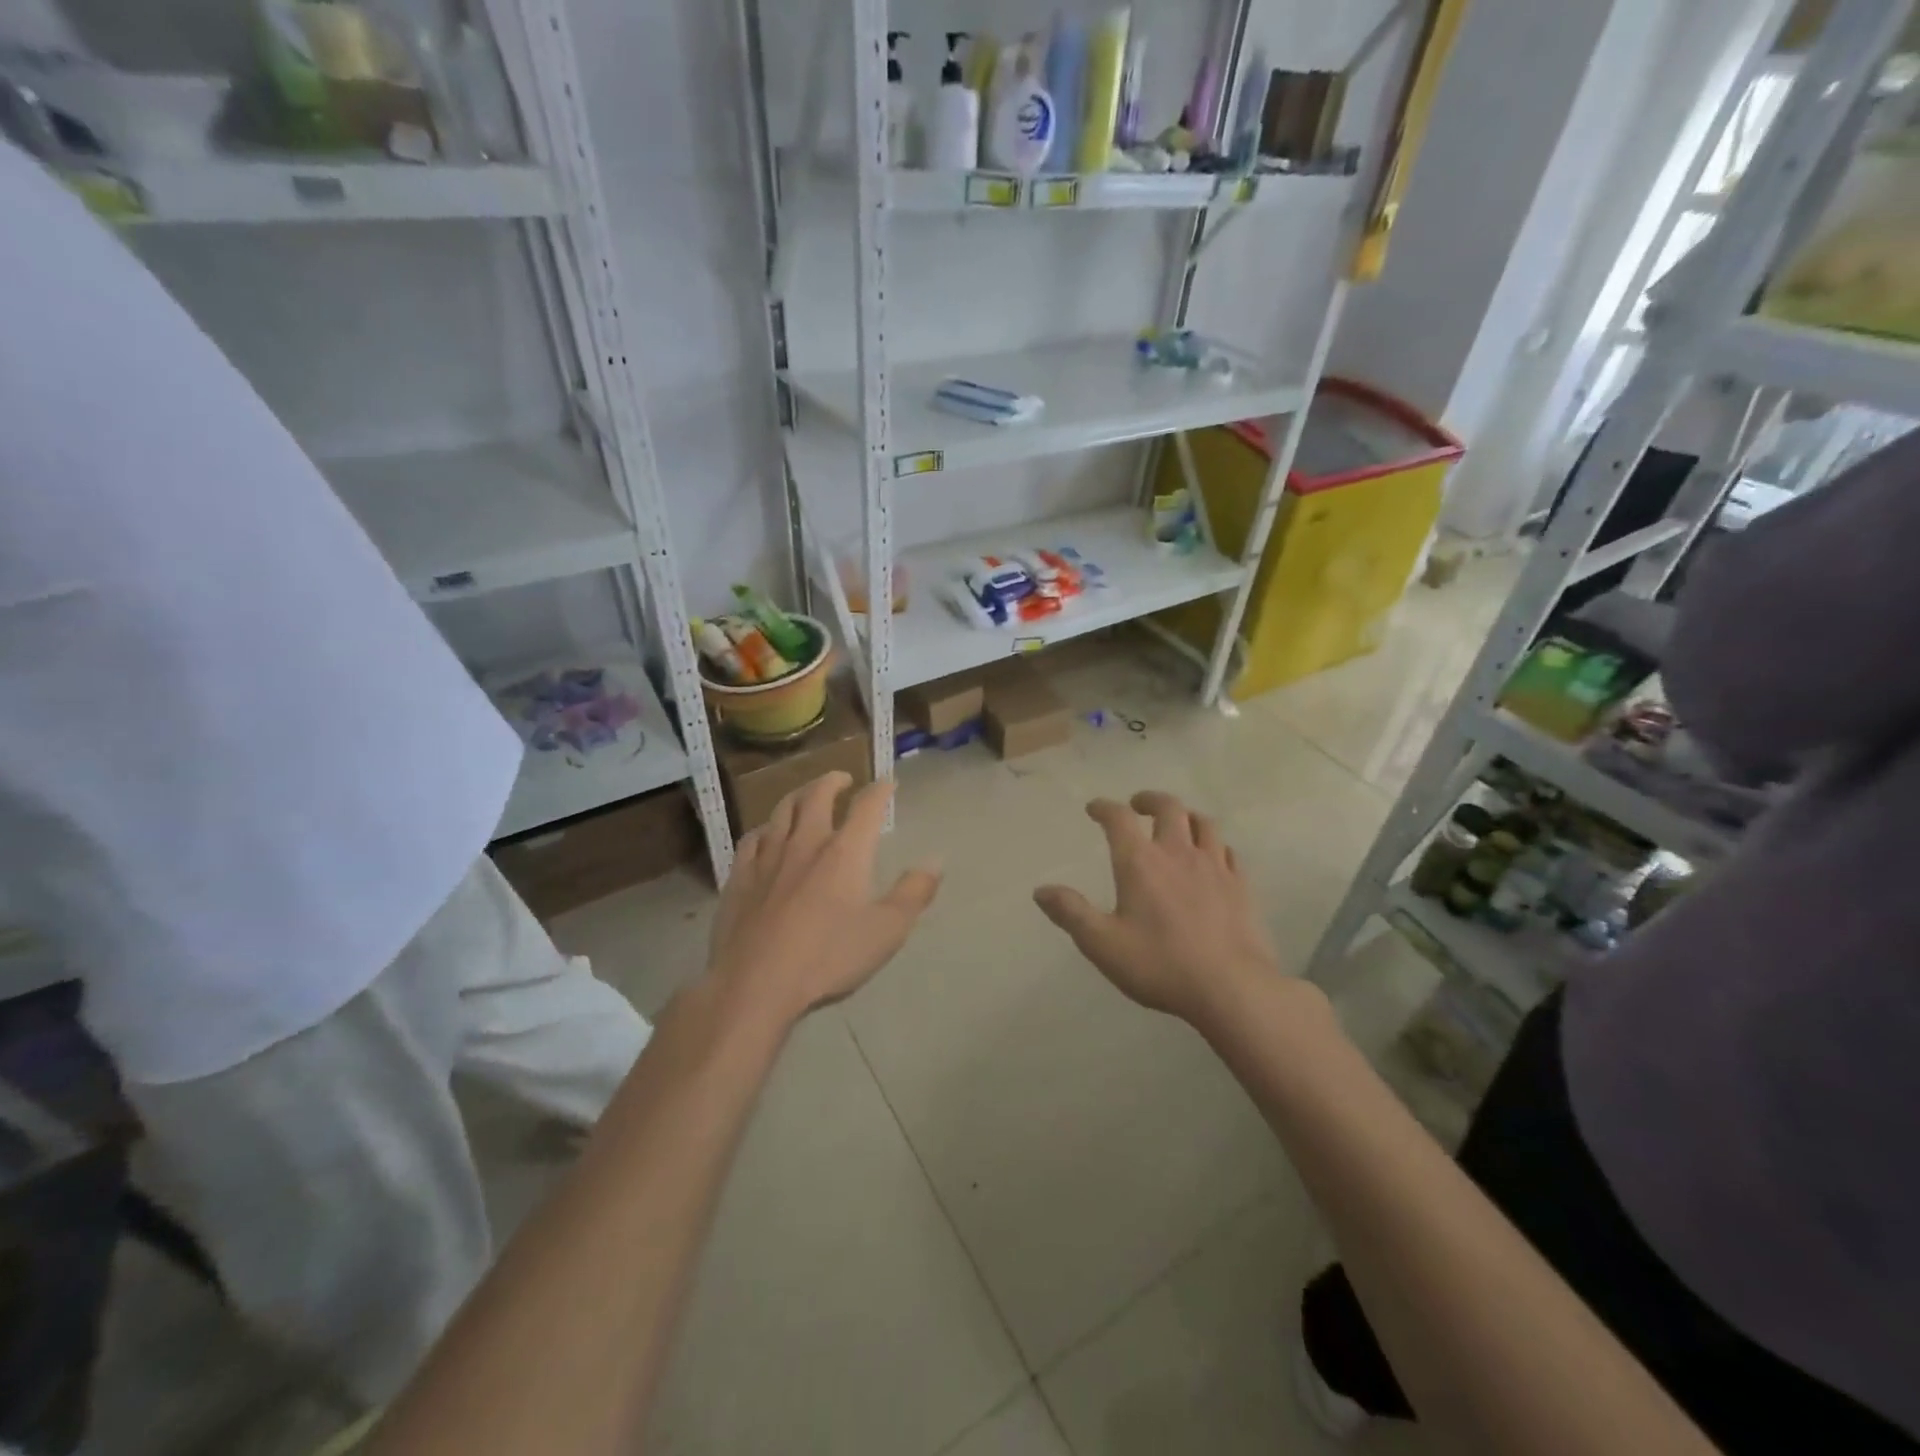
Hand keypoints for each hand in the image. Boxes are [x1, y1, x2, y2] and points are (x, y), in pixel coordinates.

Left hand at [707, 772, 940, 1023]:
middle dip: (832, 781)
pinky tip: (766, 834)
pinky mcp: (740, 876)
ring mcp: (768, 856)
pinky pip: (752, 838)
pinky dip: (766, 828)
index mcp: (845, 851)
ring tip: (806, 795)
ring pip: (782, 810)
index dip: (880, 790)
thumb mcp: (887, 931)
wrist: (756, 982)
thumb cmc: (828, 957)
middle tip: (842, 779)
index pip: (867, 806)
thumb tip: (935, 861)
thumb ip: (914, 893)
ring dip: (798, 795)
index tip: (889, 783)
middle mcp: (806, 842)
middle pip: (817, 795)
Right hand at [1035, 791, 1277, 1023]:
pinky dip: (1214, 845)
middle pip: (1168, 807)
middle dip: (1149, 800)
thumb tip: (1041, 891)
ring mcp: (1215, 867)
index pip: (1119, 818)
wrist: (1232, 988)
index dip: (1104, 808)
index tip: (1094, 809)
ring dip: (1185, 816)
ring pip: (1203, 823)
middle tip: (1137, 806)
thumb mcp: (1102, 944)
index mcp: (1140, 862)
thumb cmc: (1160, 965)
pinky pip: (1228, 851)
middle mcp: (1178, 853)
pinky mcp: (1241, 886)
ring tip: (1177, 824)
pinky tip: (1212, 857)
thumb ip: (1071, 913)